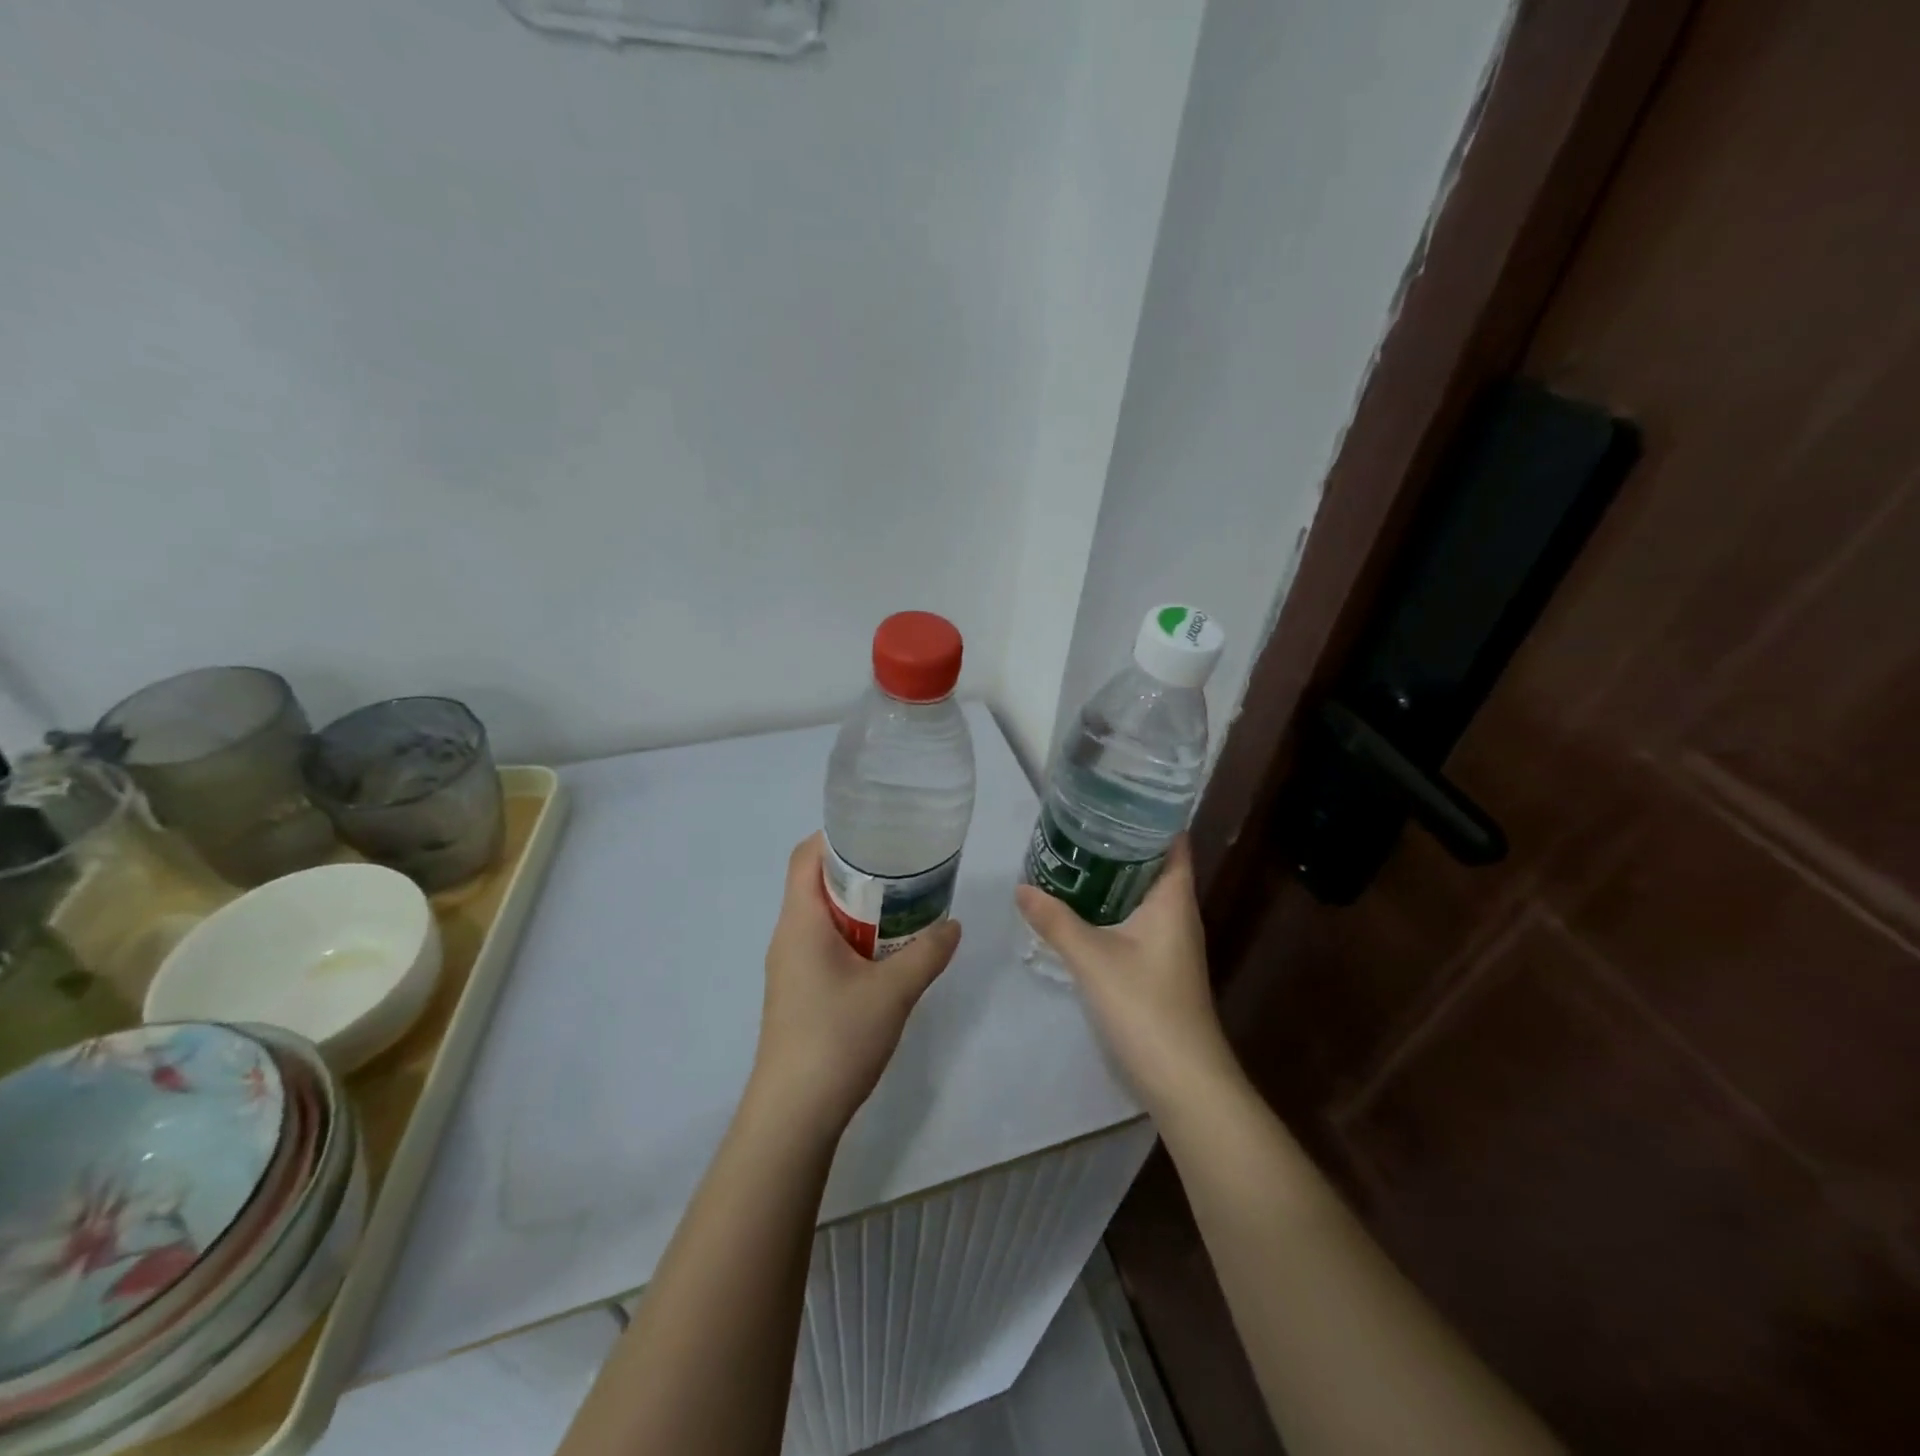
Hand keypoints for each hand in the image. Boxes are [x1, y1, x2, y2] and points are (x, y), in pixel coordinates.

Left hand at [747, 834, 961, 1137]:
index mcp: (800, 922)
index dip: (836, 836)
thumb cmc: (836, 1038)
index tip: (878, 833)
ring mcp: (791, 967)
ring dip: (858, 906)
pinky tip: (887, 953)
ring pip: (822, 917)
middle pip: (815, 882)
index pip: (805, 857)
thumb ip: (927, 953)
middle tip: (903, 867)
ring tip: (903, 904)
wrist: (794, 1115)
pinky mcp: (799, 993)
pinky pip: (824, 945)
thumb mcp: (894, 991)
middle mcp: (789, 936)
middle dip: (857, 869)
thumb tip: (954, 924)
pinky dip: (854, 936)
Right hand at [1015, 836, 1235, 1118]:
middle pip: (1154, 864)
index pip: (1172, 841)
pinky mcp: (1161, 965)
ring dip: (1114, 876)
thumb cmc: (1145, 1006)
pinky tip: (1083, 907)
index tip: (1114, 796)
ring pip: (1143, 894)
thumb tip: (1021, 886)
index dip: (1150, 816)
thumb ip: (1055, 921)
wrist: (1183, 1079)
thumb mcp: (1092, 959)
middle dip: (1120, 842)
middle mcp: (1178, 914)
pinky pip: (1137, 919)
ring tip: (1073, 855)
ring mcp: (1171, 942)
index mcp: (1174, 899)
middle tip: (1079, 821)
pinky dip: (1113, 905)